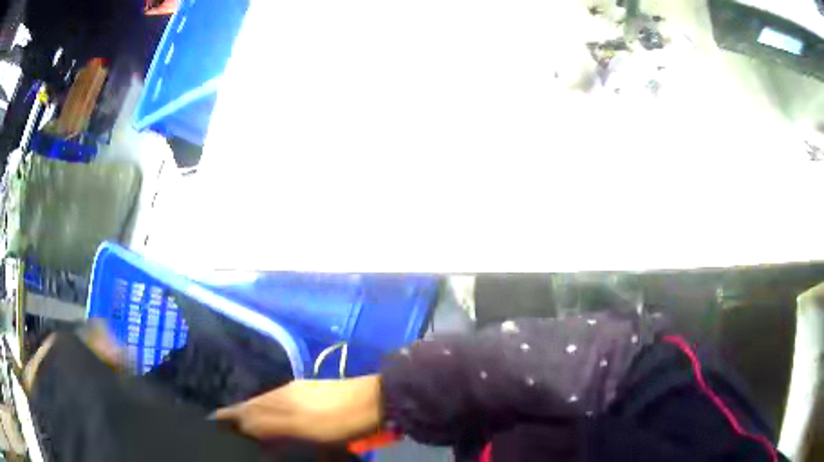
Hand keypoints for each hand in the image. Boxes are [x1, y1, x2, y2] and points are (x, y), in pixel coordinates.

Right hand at [213, 376, 382, 442]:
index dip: (227, 416)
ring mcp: (300, 394)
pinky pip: (284, 408)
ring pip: (269, 406)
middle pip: (254, 406)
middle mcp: (284, 392)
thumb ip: (267, 423)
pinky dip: (274, 417)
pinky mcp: (314, 398)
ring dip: (256, 418)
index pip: (244, 407)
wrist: (375, 401)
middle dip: (238, 418)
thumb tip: (238, 423)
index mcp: (277, 398)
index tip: (212, 424)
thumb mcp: (299, 425)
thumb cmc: (335, 417)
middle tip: (227, 432)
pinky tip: (279, 426)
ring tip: (248, 432)